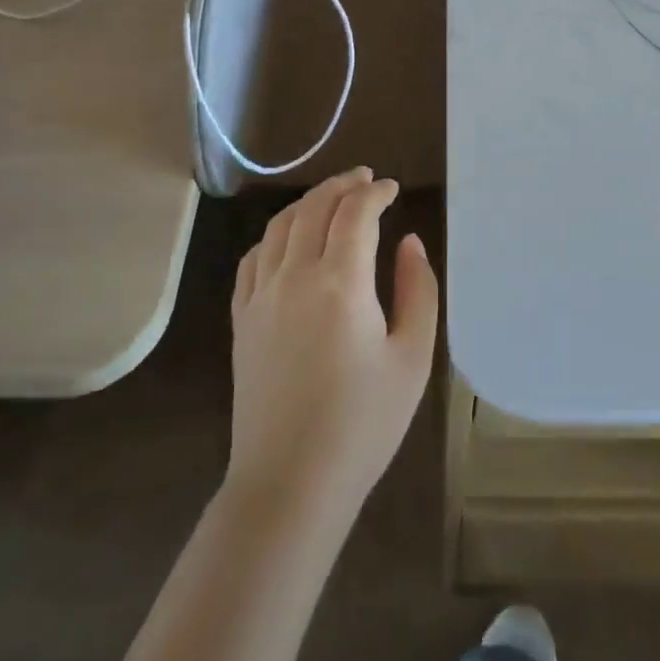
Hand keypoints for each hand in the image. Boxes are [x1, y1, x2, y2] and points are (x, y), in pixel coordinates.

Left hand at [226, 169, 438, 519]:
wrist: (290, 482)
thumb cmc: (363, 424)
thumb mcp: (413, 358)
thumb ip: (417, 290)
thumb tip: (409, 242)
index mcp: (340, 283)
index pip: (355, 213)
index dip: (375, 192)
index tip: (393, 188)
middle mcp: (295, 276)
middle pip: (314, 208)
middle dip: (342, 185)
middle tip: (365, 178)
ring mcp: (261, 296)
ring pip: (280, 226)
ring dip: (308, 202)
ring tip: (331, 197)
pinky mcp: (242, 319)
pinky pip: (253, 258)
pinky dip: (275, 235)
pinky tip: (288, 240)